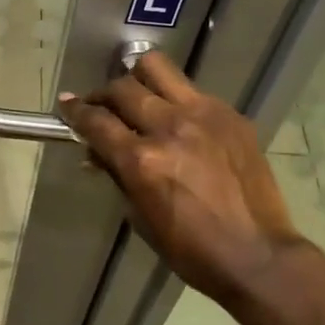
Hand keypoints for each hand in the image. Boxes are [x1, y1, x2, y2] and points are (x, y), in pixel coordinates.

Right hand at [58, 52, 322, 303]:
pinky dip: (175, 99)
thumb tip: (96, 151)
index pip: (96, 121)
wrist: (258, 256)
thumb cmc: (191, 249)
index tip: (66, 104)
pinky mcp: (230, 115)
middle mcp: (169, 127)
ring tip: (137, 95)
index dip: (75, 111)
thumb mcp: (140, 216)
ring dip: (138, 79)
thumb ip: (117, 174)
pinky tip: (179, 120)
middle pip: (122, 88)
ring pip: (157, 69)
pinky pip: (191, 91)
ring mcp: (203, 115)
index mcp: (142, 160)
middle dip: (103, 95)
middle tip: (101, 107)